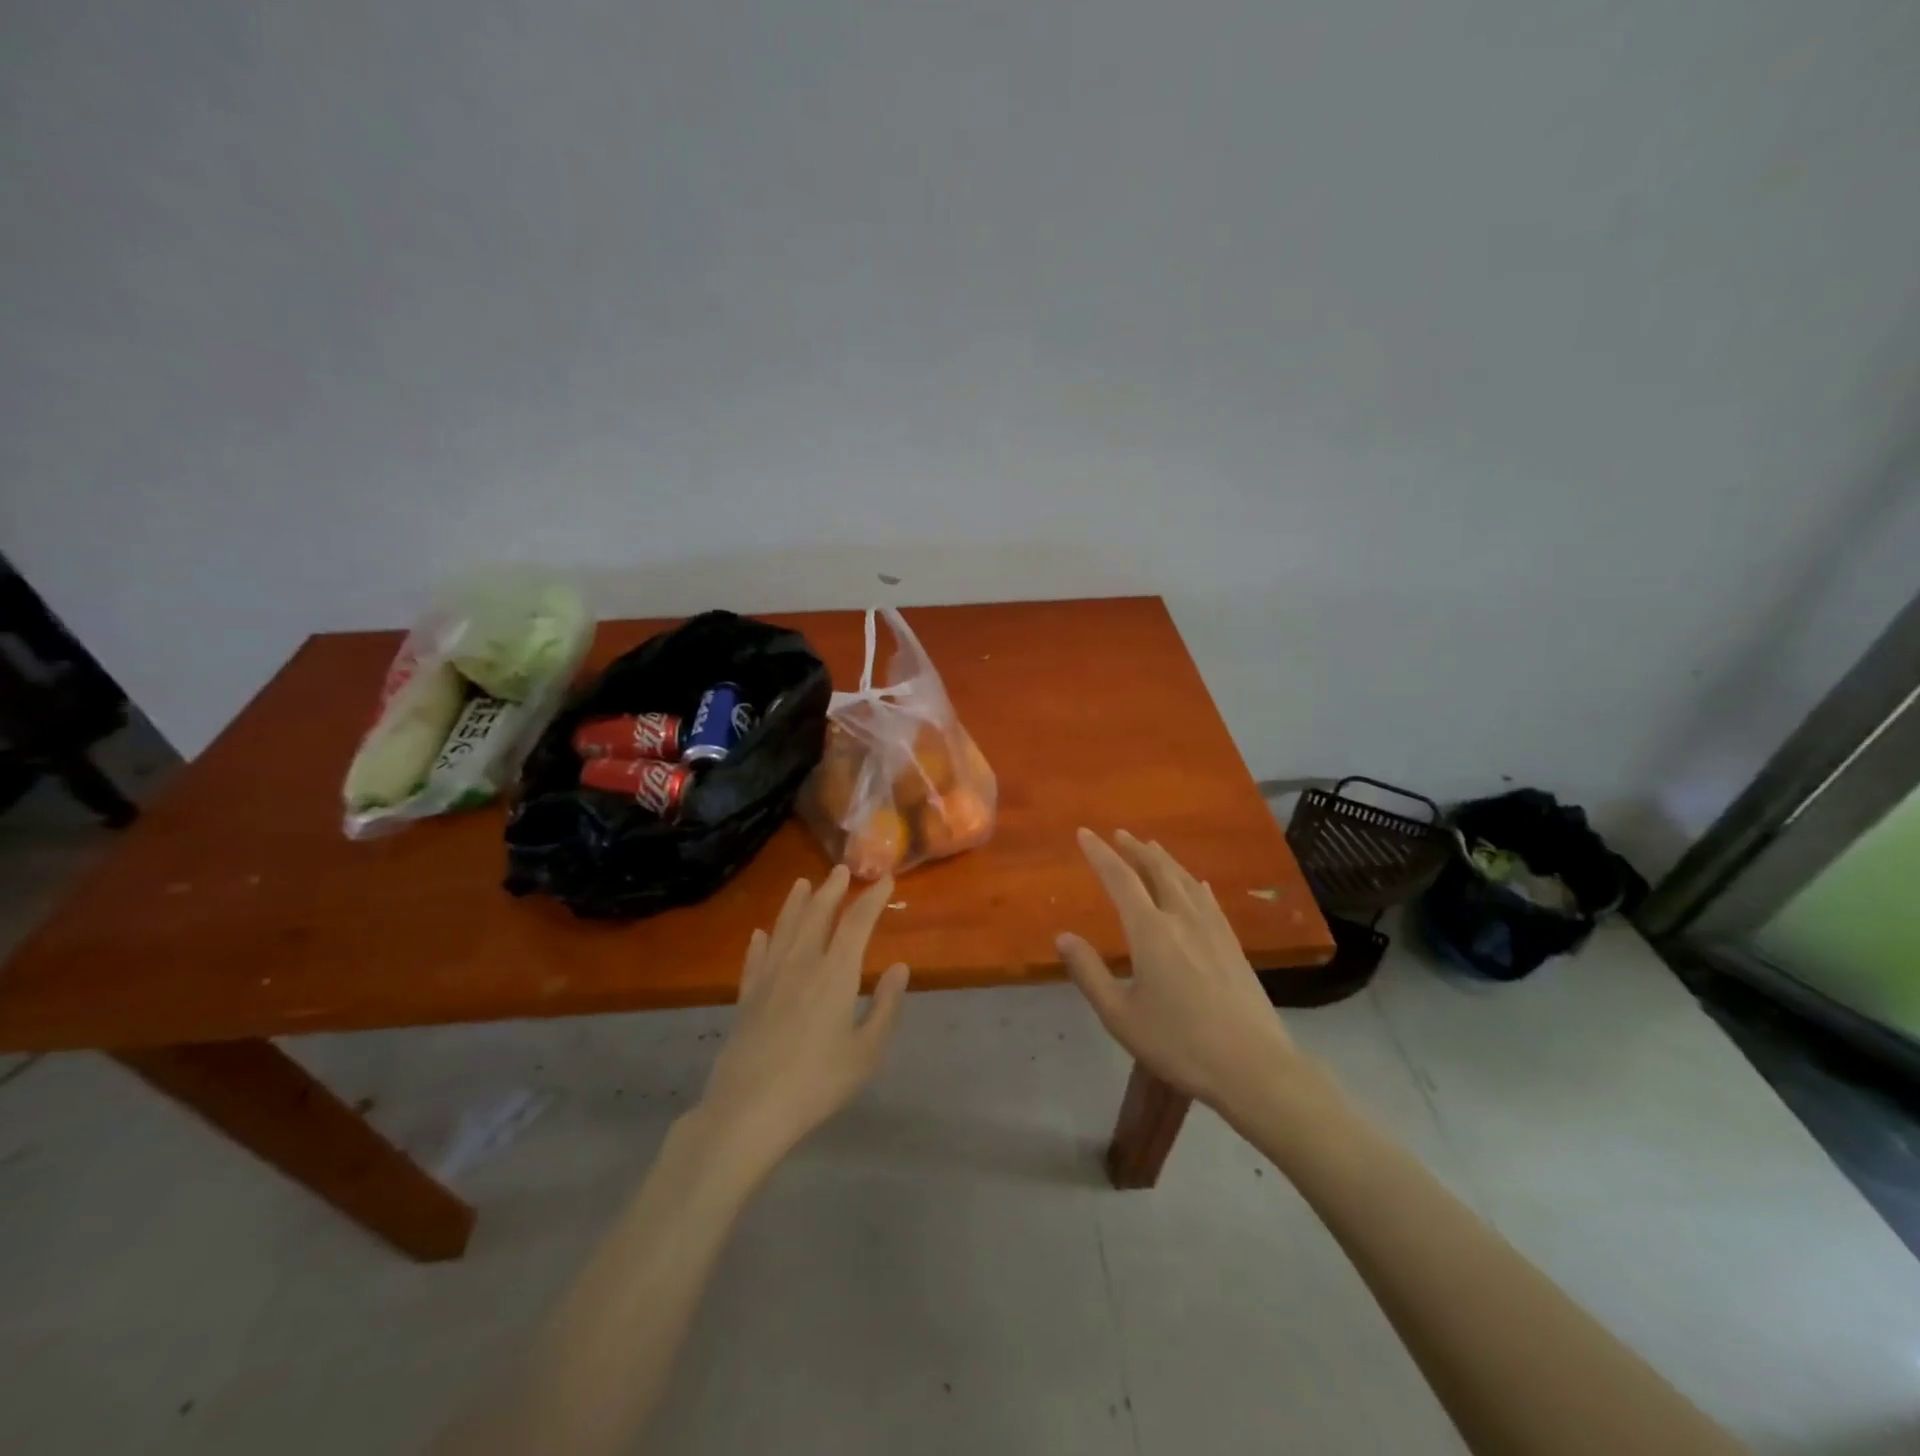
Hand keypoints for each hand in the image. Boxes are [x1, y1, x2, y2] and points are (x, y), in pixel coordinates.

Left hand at [697, 866, 910, 1170]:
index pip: (857, 923)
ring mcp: (769, 978)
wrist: (749, 1109)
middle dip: (832, 889)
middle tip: (841, 870)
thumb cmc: (817, 1083)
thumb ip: (886, 1007)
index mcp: (835, 974)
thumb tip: (900, 967)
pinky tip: (761, 933)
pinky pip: (755, 958)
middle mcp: (801, 964)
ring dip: (795, 903)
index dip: (873, 898)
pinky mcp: (746, 998)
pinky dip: (761, 941)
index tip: (886, 879)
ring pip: (784, 928)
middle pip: (817, 915)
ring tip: (803, 883)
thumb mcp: (866, 1052)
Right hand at [1057, 829, 1300, 1119]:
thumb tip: (1063, 937)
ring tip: (1151, 848)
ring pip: (1185, 880)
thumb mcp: (1120, 1016)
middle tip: (1119, 834)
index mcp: (1151, 931)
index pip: (1121, 880)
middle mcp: (1182, 918)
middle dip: (1135, 849)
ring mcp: (1213, 930)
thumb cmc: (1179, 1044)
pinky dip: (1195, 883)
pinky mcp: (1233, 945)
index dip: (1101, 854)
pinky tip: (1197, 884)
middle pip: (1157, 871)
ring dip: (1164, 860)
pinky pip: (1209, 900)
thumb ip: (1089, 973)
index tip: (1085, 833)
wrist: (1254, 1067)